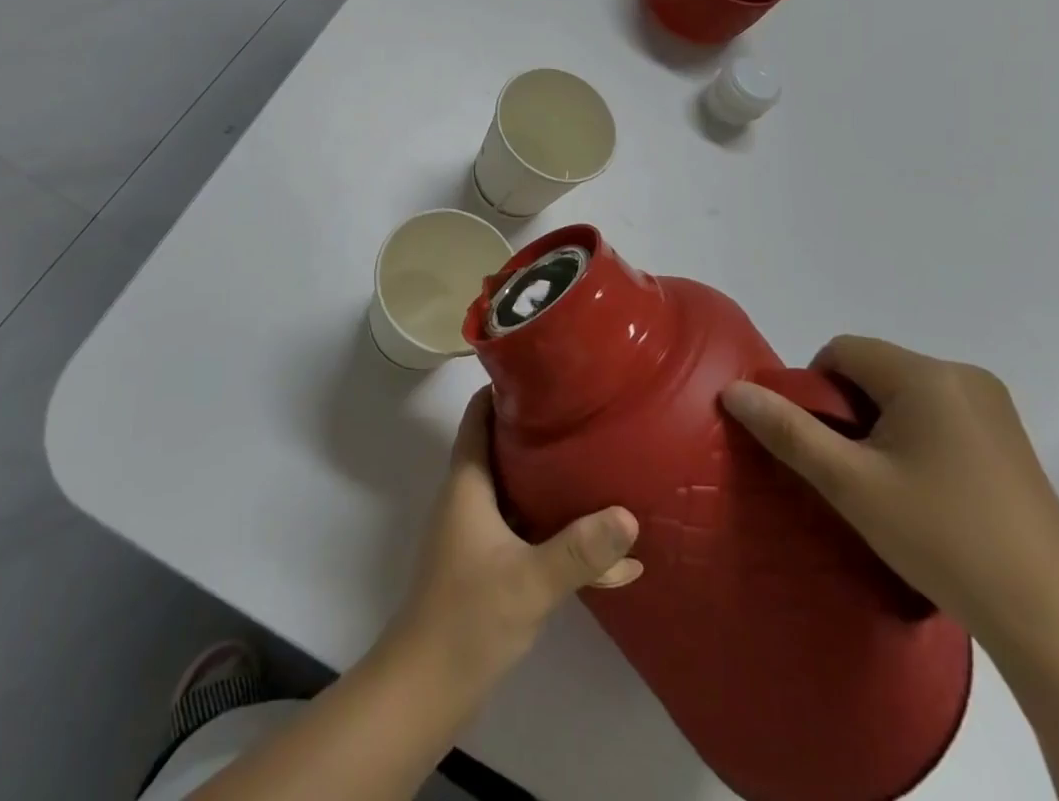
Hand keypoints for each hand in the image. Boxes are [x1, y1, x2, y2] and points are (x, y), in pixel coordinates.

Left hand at [391, 388, 641, 691]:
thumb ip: (580, 550)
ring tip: (603, 468)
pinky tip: (610, 554)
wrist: (429, 685)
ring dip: (555, 482)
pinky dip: (559, 533)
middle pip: (503, 445)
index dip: (504, 388)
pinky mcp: (490, 563)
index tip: (546, 373)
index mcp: (468, 481)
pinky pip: (529, 531)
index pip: (478, 414)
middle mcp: (470, 496)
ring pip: (519, 489)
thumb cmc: (469, 616)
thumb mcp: (531, 580)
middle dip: (541, 431)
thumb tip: (629, 514)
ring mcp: (479, 531)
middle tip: (586, 416)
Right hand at [721, 336, 1058, 646]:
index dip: (815, 389)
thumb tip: (732, 390)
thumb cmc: (943, 539)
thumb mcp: (850, 484)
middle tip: (848, 471)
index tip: (819, 444)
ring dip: (879, 427)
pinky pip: (937, 416)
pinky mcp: (1009, 441)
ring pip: (903, 395)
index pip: (842, 350)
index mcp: (926, 374)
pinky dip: (913, 439)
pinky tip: (923, 494)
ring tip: (884, 487)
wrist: (1055, 624)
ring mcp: (993, 409)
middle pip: (873, 370)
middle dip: (848, 411)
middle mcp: (963, 375)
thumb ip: (787, 430)